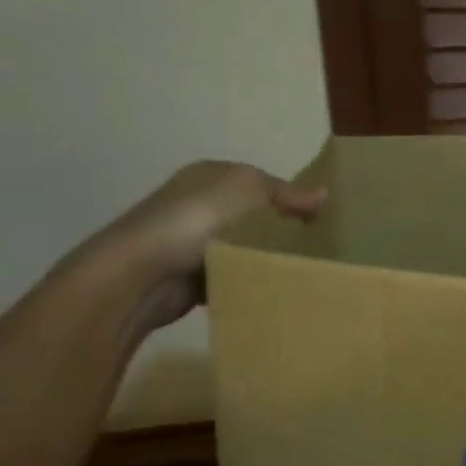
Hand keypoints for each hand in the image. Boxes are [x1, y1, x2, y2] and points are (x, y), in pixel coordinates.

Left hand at [87, 161, 324, 329]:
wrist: (141, 273)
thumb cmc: (199, 218)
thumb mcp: (252, 191)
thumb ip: (289, 194)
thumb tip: (324, 194)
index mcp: (212, 175)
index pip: (262, 184)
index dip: (291, 199)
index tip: (319, 222)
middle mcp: (200, 203)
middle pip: (254, 217)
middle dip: (281, 232)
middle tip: (315, 250)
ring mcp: (192, 242)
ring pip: (244, 249)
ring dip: (263, 260)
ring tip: (298, 272)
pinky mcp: (190, 278)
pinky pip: (231, 277)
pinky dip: (246, 283)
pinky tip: (268, 290)